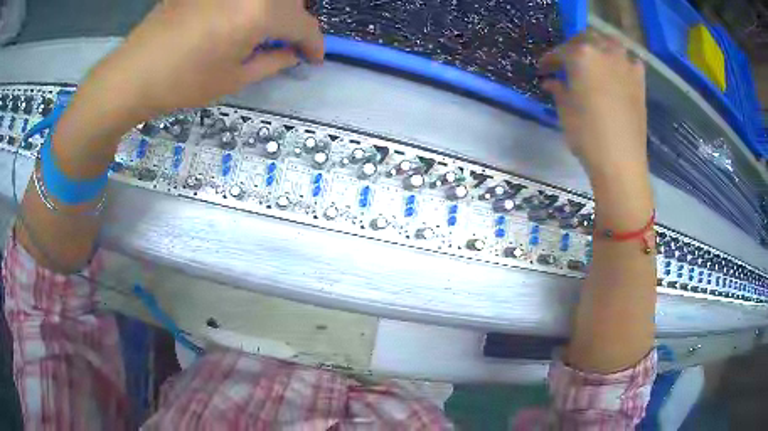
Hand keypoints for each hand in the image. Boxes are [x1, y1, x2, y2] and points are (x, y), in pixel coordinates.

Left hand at [87, 0, 323, 119]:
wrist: (132, 74)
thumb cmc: (182, 83)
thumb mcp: (233, 80)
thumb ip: (272, 62)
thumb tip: (293, 53)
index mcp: (260, 12)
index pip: (303, 23)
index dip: (314, 43)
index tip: (315, 58)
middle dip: (295, 19)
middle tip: (286, 41)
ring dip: (273, 8)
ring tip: (260, 29)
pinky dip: (247, 5)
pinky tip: (233, 19)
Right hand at [539, 30, 646, 180]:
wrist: (621, 160)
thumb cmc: (587, 135)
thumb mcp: (565, 110)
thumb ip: (558, 89)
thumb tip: (551, 81)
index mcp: (581, 55)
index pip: (560, 52)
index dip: (549, 60)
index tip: (544, 69)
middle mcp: (604, 51)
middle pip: (586, 39)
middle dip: (574, 47)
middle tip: (568, 61)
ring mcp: (625, 64)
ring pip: (610, 43)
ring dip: (599, 48)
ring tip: (594, 60)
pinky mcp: (639, 80)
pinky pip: (629, 60)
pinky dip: (621, 62)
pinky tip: (617, 71)